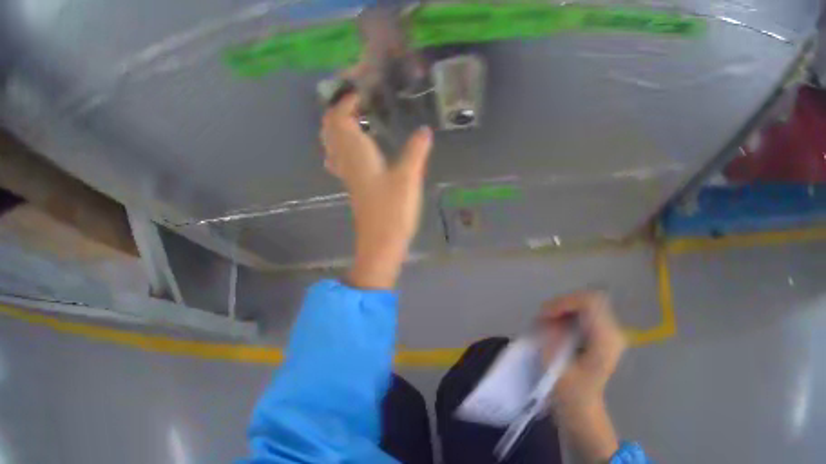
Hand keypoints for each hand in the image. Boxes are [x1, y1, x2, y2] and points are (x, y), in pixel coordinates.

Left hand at [320, 93, 432, 288]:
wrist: (379, 243)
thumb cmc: (392, 210)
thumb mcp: (408, 177)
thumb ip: (416, 150)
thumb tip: (425, 129)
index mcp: (355, 152)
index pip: (340, 119)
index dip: (346, 102)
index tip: (362, 91)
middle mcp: (345, 158)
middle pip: (329, 128)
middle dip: (337, 109)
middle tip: (358, 98)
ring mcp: (345, 171)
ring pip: (330, 141)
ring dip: (337, 124)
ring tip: (356, 113)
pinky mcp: (350, 182)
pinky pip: (337, 154)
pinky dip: (340, 141)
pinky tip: (355, 142)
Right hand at [540, 291, 625, 461]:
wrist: (584, 413)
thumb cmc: (571, 398)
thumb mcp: (557, 372)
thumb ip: (551, 343)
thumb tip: (547, 322)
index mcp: (606, 340)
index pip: (589, 304)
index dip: (564, 303)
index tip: (542, 315)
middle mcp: (614, 331)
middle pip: (591, 300)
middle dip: (565, 304)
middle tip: (543, 317)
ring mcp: (611, 333)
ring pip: (590, 306)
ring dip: (567, 310)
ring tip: (547, 322)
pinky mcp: (605, 337)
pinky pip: (590, 316)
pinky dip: (572, 317)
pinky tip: (558, 328)